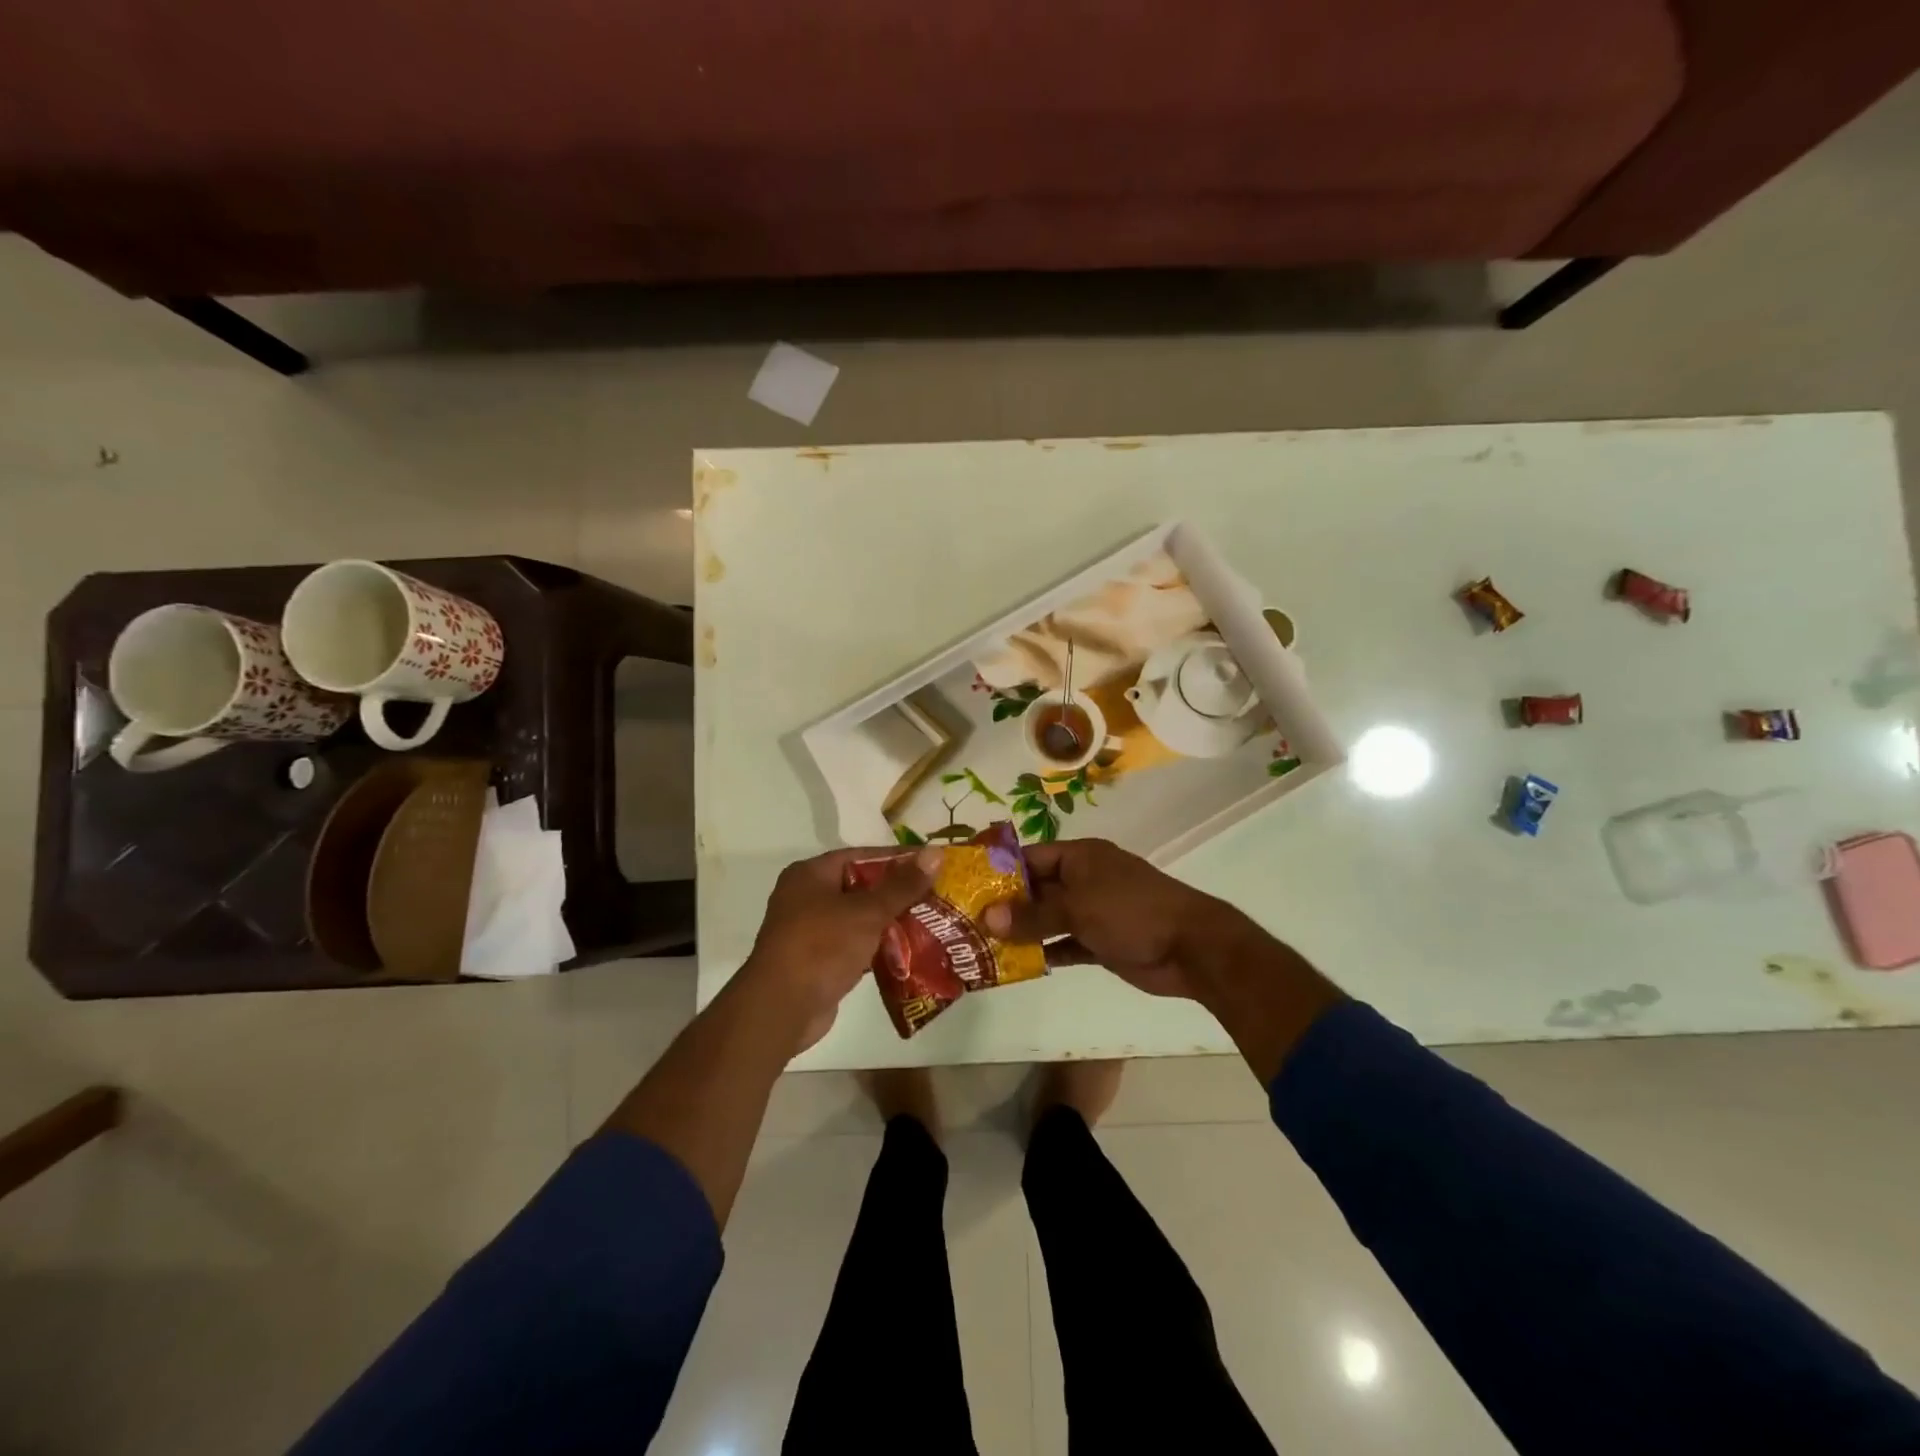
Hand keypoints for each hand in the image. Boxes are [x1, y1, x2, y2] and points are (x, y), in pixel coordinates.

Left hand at [734, 846, 938, 1053]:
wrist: (781, 1008)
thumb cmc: (821, 946)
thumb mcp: (867, 912)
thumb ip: (902, 885)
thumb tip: (935, 853)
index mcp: (811, 874)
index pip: (861, 855)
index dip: (897, 858)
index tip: (931, 863)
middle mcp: (806, 897)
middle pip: (861, 887)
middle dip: (898, 893)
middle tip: (936, 895)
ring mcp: (809, 931)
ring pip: (858, 918)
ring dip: (890, 922)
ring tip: (930, 923)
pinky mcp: (816, 961)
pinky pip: (853, 945)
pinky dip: (877, 947)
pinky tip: (908, 953)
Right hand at [982, 838, 1249, 999]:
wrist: (1192, 947)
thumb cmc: (1132, 911)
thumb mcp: (1078, 908)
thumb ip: (1033, 915)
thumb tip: (987, 917)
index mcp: (1081, 857)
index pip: (1032, 857)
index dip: (1001, 869)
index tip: (968, 884)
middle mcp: (1084, 880)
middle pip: (1038, 889)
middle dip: (1007, 905)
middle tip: (967, 920)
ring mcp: (1094, 912)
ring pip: (1049, 919)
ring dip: (1023, 931)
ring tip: (983, 944)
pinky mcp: (1102, 942)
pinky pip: (1065, 944)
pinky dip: (1045, 952)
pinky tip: (1017, 965)